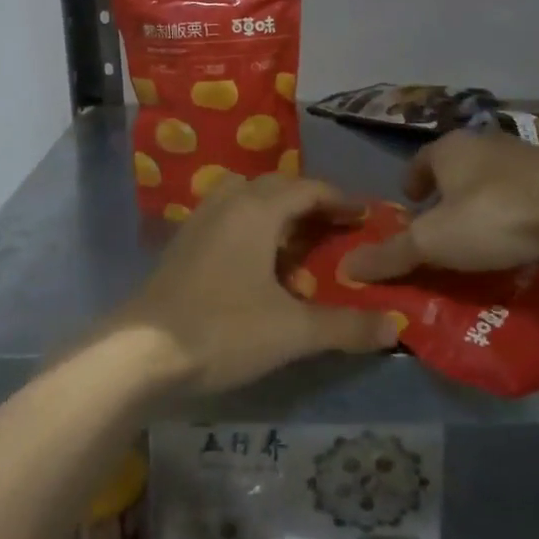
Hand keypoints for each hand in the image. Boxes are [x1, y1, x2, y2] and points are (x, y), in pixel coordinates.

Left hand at [112, 175, 402, 396]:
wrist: (141, 352)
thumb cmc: (222, 331)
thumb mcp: (292, 332)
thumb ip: (346, 326)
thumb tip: (396, 326)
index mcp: (257, 210)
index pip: (307, 189)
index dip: (340, 199)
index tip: (365, 215)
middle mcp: (227, 203)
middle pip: (275, 186)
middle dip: (308, 201)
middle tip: (335, 228)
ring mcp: (198, 221)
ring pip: (245, 197)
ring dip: (274, 210)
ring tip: (294, 241)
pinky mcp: (181, 244)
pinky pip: (225, 217)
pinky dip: (249, 225)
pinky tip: (254, 263)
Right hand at [341, 131, 538, 281]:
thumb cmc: (492, 215)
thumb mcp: (434, 242)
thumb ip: (392, 254)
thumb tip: (348, 267)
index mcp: (448, 149)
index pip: (419, 161)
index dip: (411, 183)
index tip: (410, 204)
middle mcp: (482, 142)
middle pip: (455, 167)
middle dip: (445, 193)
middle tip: (441, 225)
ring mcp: (523, 154)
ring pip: (489, 176)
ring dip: (480, 199)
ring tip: (479, 233)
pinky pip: (521, 189)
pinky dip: (512, 207)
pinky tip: (518, 232)